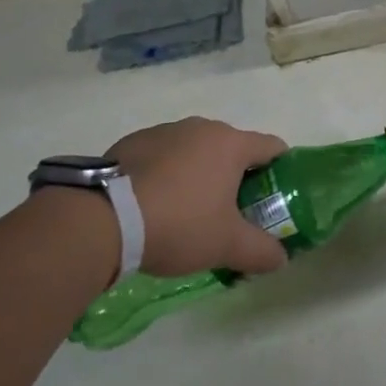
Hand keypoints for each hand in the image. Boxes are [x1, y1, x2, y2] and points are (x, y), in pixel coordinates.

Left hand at [105, 117, 290, 276]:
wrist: (103, 219)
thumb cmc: (179, 224)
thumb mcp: (226, 245)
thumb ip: (261, 251)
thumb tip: (282, 258)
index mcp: (231, 143)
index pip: (272, 147)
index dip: (280, 171)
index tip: (275, 198)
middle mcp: (202, 127)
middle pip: (233, 149)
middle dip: (237, 178)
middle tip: (231, 214)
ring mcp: (166, 131)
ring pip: (196, 151)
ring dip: (200, 175)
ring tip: (188, 213)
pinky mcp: (134, 142)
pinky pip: (164, 156)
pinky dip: (168, 175)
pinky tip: (154, 206)